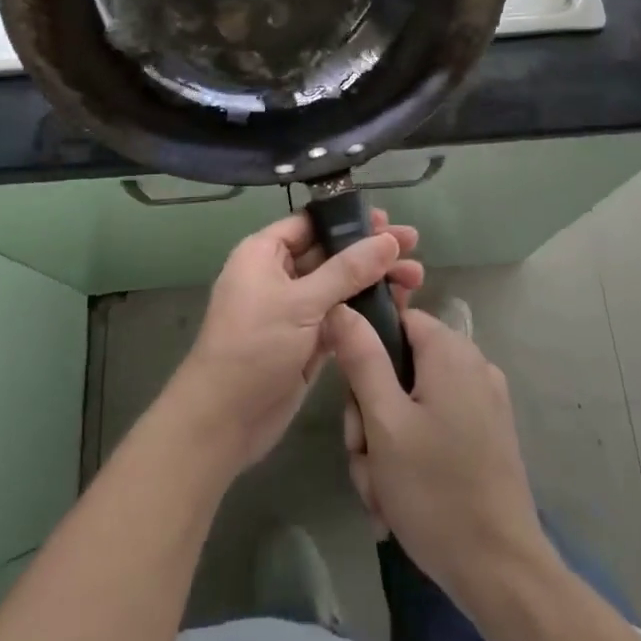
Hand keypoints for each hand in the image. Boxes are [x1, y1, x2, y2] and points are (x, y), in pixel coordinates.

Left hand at [167, 210, 421, 473]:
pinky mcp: (308, 341)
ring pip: (340, 286)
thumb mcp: (301, 303)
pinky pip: (342, 316)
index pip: (311, 223)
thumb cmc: (254, 346)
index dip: (348, 220)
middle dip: (370, 251)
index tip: (387, 220)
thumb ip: (347, 271)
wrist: (223, 420)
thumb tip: (388, 240)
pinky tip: (398, 307)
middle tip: (414, 245)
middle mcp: (278, 275)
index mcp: (264, 253)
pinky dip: (366, 311)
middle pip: (331, 252)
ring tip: (417, 278)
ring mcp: (294, 310)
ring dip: (374, 281)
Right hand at [329, 306, 548, 609]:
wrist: (502, 573)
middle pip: (400, 368)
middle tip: (364, 460)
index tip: (354, 404)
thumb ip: (362, 358)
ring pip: (412, 405)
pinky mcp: (488, 437)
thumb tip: (342, 306)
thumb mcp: (384, 422)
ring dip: (386, 446)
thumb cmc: (436, 491)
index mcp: (450, 351)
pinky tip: (399, 502)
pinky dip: (412, 458)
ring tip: (380, 494)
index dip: (365, 354)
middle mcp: (472, 366)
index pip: (395, 320)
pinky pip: (435, 429)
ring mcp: (484, 403)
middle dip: (371, 416)